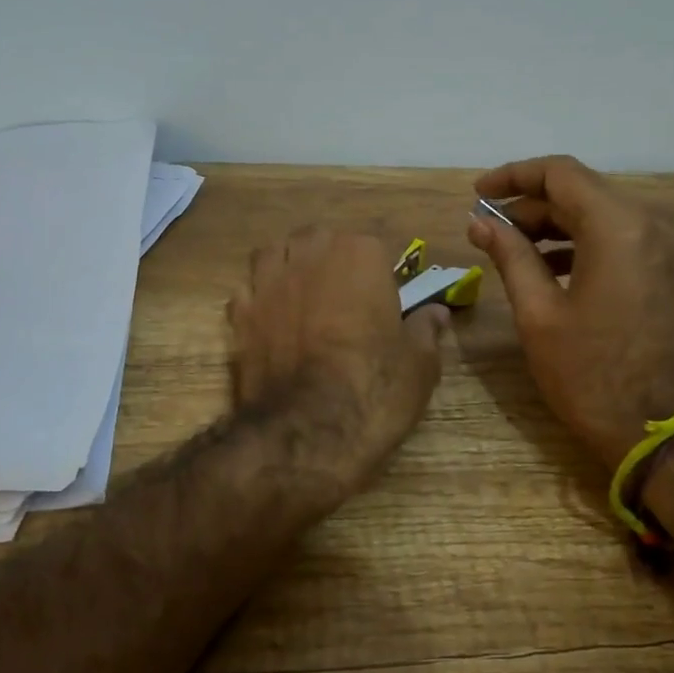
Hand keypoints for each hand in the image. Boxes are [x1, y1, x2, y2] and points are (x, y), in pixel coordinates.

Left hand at [228, 227, 449, 477]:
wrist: (307, 432)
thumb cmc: (374, 389)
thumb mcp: (420, 364)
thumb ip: (426, 330)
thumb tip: (435, 312)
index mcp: (360, 255)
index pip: (372, 246)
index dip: (377, 274)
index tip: (383, 302)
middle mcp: (310, 256)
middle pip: (317, 240)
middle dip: (328, 259)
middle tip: (343, 297)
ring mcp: (268, 282)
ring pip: (274, 255)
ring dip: (287, 267)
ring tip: (301, 296)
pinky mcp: (238, 314)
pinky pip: (248, 292)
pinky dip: (258, 301)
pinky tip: (270, 322)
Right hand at [467, 155, 673, 468]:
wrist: (657, 427)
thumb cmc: (589, 372)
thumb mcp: (538, 313)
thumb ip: (509, 256)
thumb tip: (480, 222)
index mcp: (616, 228)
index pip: (560, 174)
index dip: (513, 176)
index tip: (477, 194)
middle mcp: (645, 226)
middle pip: (579, 192)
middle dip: (528, 204)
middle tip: (486, 229)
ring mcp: (658, 249)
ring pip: (595, 215)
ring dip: (550, 224)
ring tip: (507, 247)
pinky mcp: (659, 271)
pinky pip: (612, 239)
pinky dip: (575, 243)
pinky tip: (542, 268)